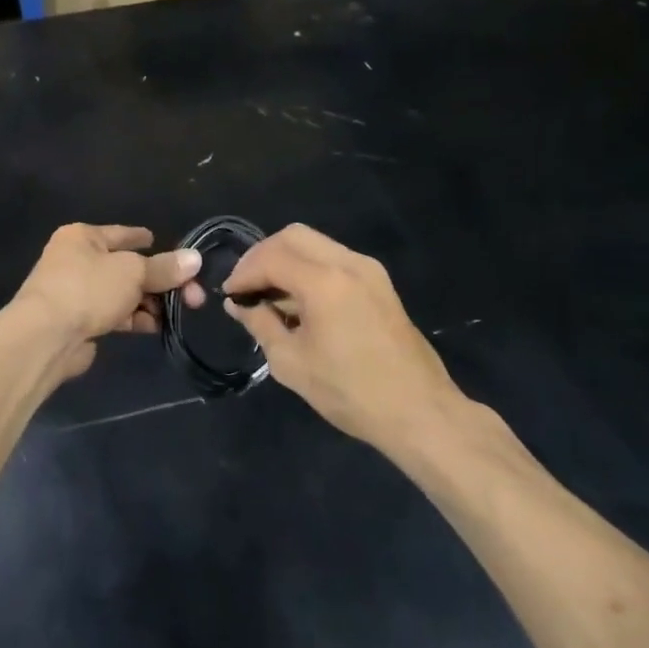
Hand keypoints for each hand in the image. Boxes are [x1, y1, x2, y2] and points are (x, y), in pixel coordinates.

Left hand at [11, 224, 205, 382]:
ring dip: (149, 302)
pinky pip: (113, 314)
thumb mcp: (133, 272)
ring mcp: (75, 293)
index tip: (164, 244)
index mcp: (82, 237)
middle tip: (192, 295)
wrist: (45, 337)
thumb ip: (164, 267)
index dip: (144, 239)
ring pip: (121, 293)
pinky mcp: (78, 322)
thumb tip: (195, 259)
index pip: (121, 234)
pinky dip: (134, 318)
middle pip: (126, 266)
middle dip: (159, 280)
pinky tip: (156, 326)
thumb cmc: (88, 289)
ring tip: (178, 312)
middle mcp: (76, 260)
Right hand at [223, 224, 459, 448]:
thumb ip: (260, 325)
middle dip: (263, 255)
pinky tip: (299, 300)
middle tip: (247, 286)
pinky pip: (334, 258)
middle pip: (293, 236)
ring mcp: (368, 270)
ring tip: (269, 294)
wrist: (419, 411)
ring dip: (286, 259)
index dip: (244, 273)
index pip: (271, 258)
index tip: (229, 294)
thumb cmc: (351, 392)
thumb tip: (238, 304)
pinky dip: (309, 267)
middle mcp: (348, 263)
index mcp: (325, 282)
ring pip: (315, 243)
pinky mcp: (380, 282)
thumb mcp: (292, 363)